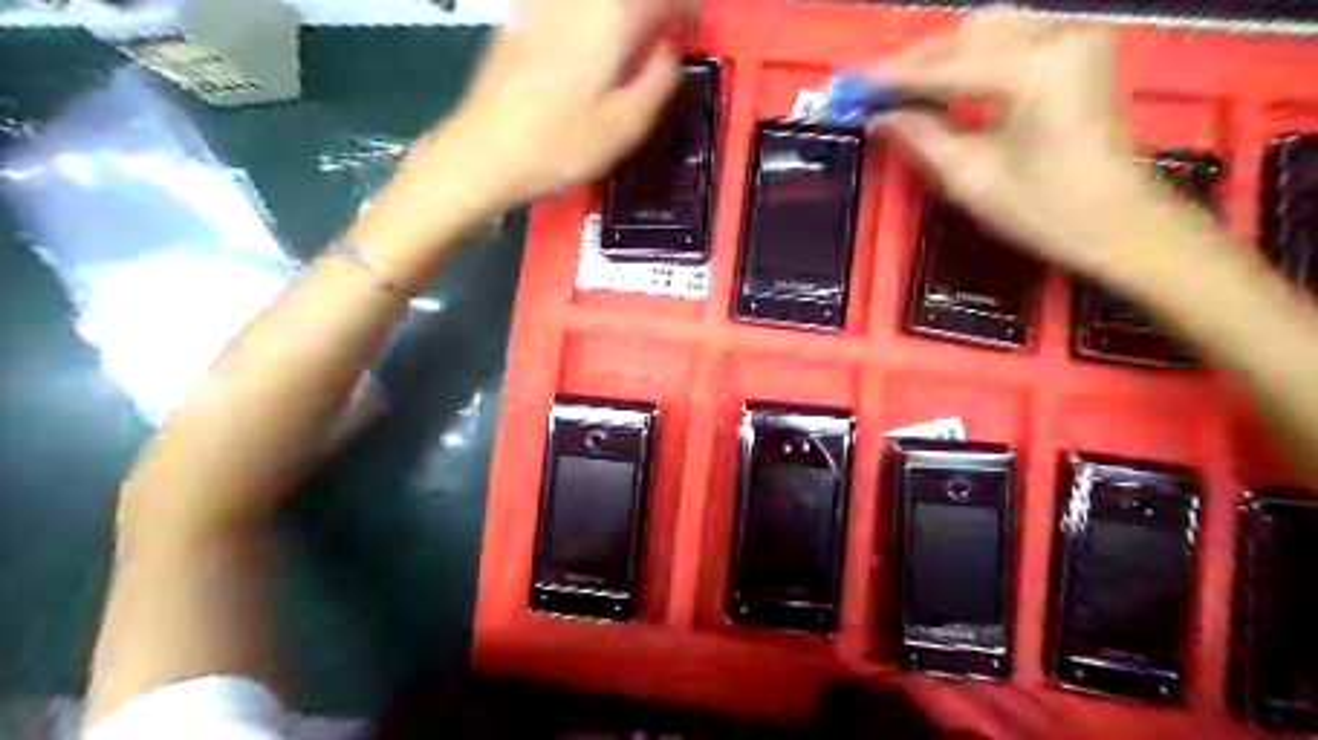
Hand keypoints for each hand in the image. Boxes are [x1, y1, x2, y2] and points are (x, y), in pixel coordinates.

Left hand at [429, 0, 689, 213]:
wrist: (483, 152)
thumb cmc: (560, 146)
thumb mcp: (624, 128)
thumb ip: (658, 83)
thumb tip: (670, 53)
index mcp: (611, 22)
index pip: (662, 0)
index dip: (687, 9)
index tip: (697, 26)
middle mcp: (578, 1)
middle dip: (651, 8)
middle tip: (667, 29)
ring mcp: (544, 4)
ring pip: (597, 0)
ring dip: (622, 11)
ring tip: (632, 36)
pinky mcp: (520, 17)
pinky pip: (565, 4)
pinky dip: (590, 13)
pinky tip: (591, 35)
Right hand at [872, 12, 1168, 277]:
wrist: (1118, 222)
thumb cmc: (1044, 211)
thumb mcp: (971, 180)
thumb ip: (921, 139)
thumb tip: (878, 118)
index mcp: (1033, 72)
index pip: (945, 68)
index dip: (893, 77)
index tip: (851, 82)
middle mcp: (1057, 37)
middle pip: (968, 35)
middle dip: (917, 61)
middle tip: (873, 88)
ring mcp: (1074, 37)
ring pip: (989, 29)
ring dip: (943, 55)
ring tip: (904, 86)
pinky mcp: (1078, 49)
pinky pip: (1013, 37)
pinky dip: (973, 54)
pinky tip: (947, 79)